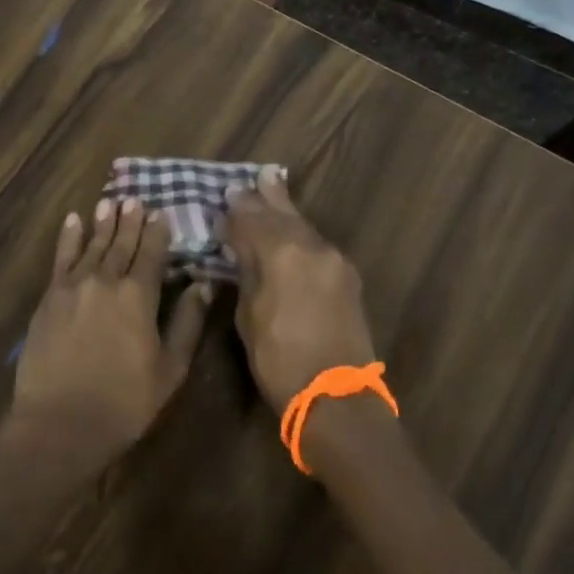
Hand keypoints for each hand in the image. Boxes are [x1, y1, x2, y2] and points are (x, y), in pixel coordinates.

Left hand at [12, 198, 211, 459]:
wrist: (60, 422)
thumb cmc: (124, 402)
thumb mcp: (170, 369)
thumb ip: (187, 323)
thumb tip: (203, 286)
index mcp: (139, 296)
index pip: (153, 254)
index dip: (158, 232)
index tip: (161, 213)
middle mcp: (106, 281)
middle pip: (121, 243)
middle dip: (130, 221)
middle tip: (135, 199)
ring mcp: (73, 286)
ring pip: (92, 245)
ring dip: (102, 223)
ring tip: (109, 202)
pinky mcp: (49, 298)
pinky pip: (61, 258)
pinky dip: (68, 237)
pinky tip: (73, 221)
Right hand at [224, 167, 375, 413]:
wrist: (337, 397)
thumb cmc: (280, 360)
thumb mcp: (249, 316)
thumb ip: (248, 274)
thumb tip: (242, 249)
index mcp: (283, 255)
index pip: (253, 221)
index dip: (237, 211)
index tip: (225, 197)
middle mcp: (313, 248)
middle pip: (284, 215)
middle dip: (268, 197)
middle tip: (258, 176)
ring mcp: (335, 262)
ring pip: (305, 227)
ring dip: (287, 212)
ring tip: (274, 189)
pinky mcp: (348, 278)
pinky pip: (318, 245)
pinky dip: (301, 234)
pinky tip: (293, 231)